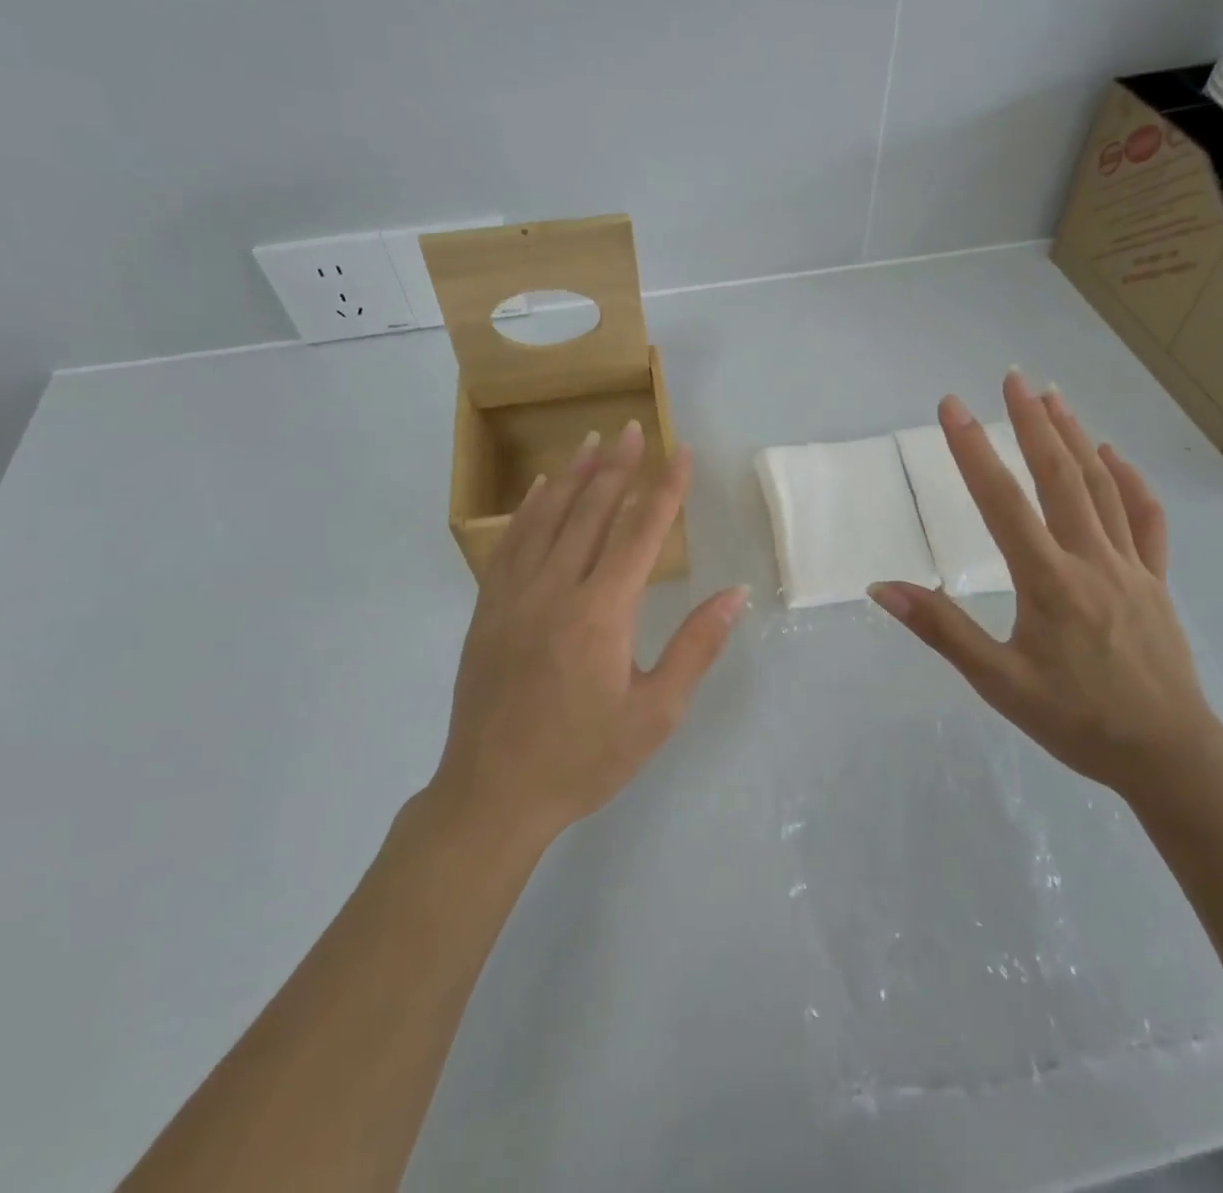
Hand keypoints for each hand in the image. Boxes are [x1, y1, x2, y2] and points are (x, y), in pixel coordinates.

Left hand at [431, 420, 747, 848]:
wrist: (493, 795)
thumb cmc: (584, 758)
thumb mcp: (655, 714)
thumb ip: (695, 647)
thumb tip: (735, 595)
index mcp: (601, 613)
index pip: (640, 532)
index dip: (664, 488)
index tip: (680, 451)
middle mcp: (555, 590)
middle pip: (591, 511)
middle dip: (617, 466)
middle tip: (633, 427)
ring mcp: (514, 596)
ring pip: (546, 518)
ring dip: (571, 475)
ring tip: (590, 440)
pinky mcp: (487, 609)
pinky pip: (509, 543)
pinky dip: (527, 509)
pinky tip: (537, 489)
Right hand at [869, 372, 1222, 804]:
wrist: (1169, 755)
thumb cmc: (1076, 721)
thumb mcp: (998, 683)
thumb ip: (942, 630)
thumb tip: (883, 588)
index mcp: (1048, 582)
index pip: (1002, 501)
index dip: (973, 450)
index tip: (952, 407)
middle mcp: (1091, 560)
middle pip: (1059, 477)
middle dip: (1032, 422)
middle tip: (1011, 378)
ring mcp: (1130, 567)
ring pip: (1102, 488)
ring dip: (1075, 438)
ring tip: (1052, 397)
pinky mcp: (1155, 581)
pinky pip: (1146, 519)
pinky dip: (1129, 481)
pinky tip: (1113, 455)